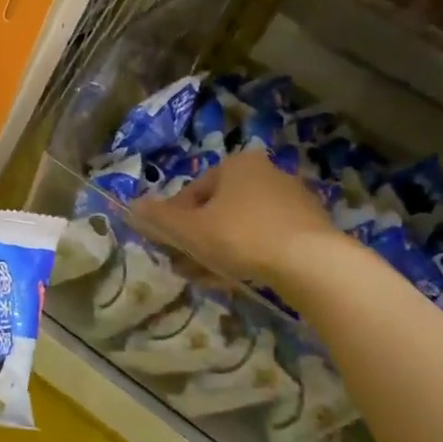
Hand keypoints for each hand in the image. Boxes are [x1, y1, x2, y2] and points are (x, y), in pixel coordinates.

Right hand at [131, 147, 345, 287]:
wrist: (312, 263)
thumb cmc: (242, 237)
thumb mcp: (190, 229)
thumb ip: (159, 218)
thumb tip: (131, 206)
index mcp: (236, 164)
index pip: (192, 192)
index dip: (174, 221)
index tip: (169, 248)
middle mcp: (266, 172)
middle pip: (218, 208)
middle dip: (199, 238)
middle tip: (187, 265)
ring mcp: (293, 198)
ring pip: (242, 225)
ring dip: (222, 248)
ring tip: (211, 277)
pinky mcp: (311, 225)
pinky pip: (268, 237)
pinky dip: (251, 254)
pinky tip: (242, 277)